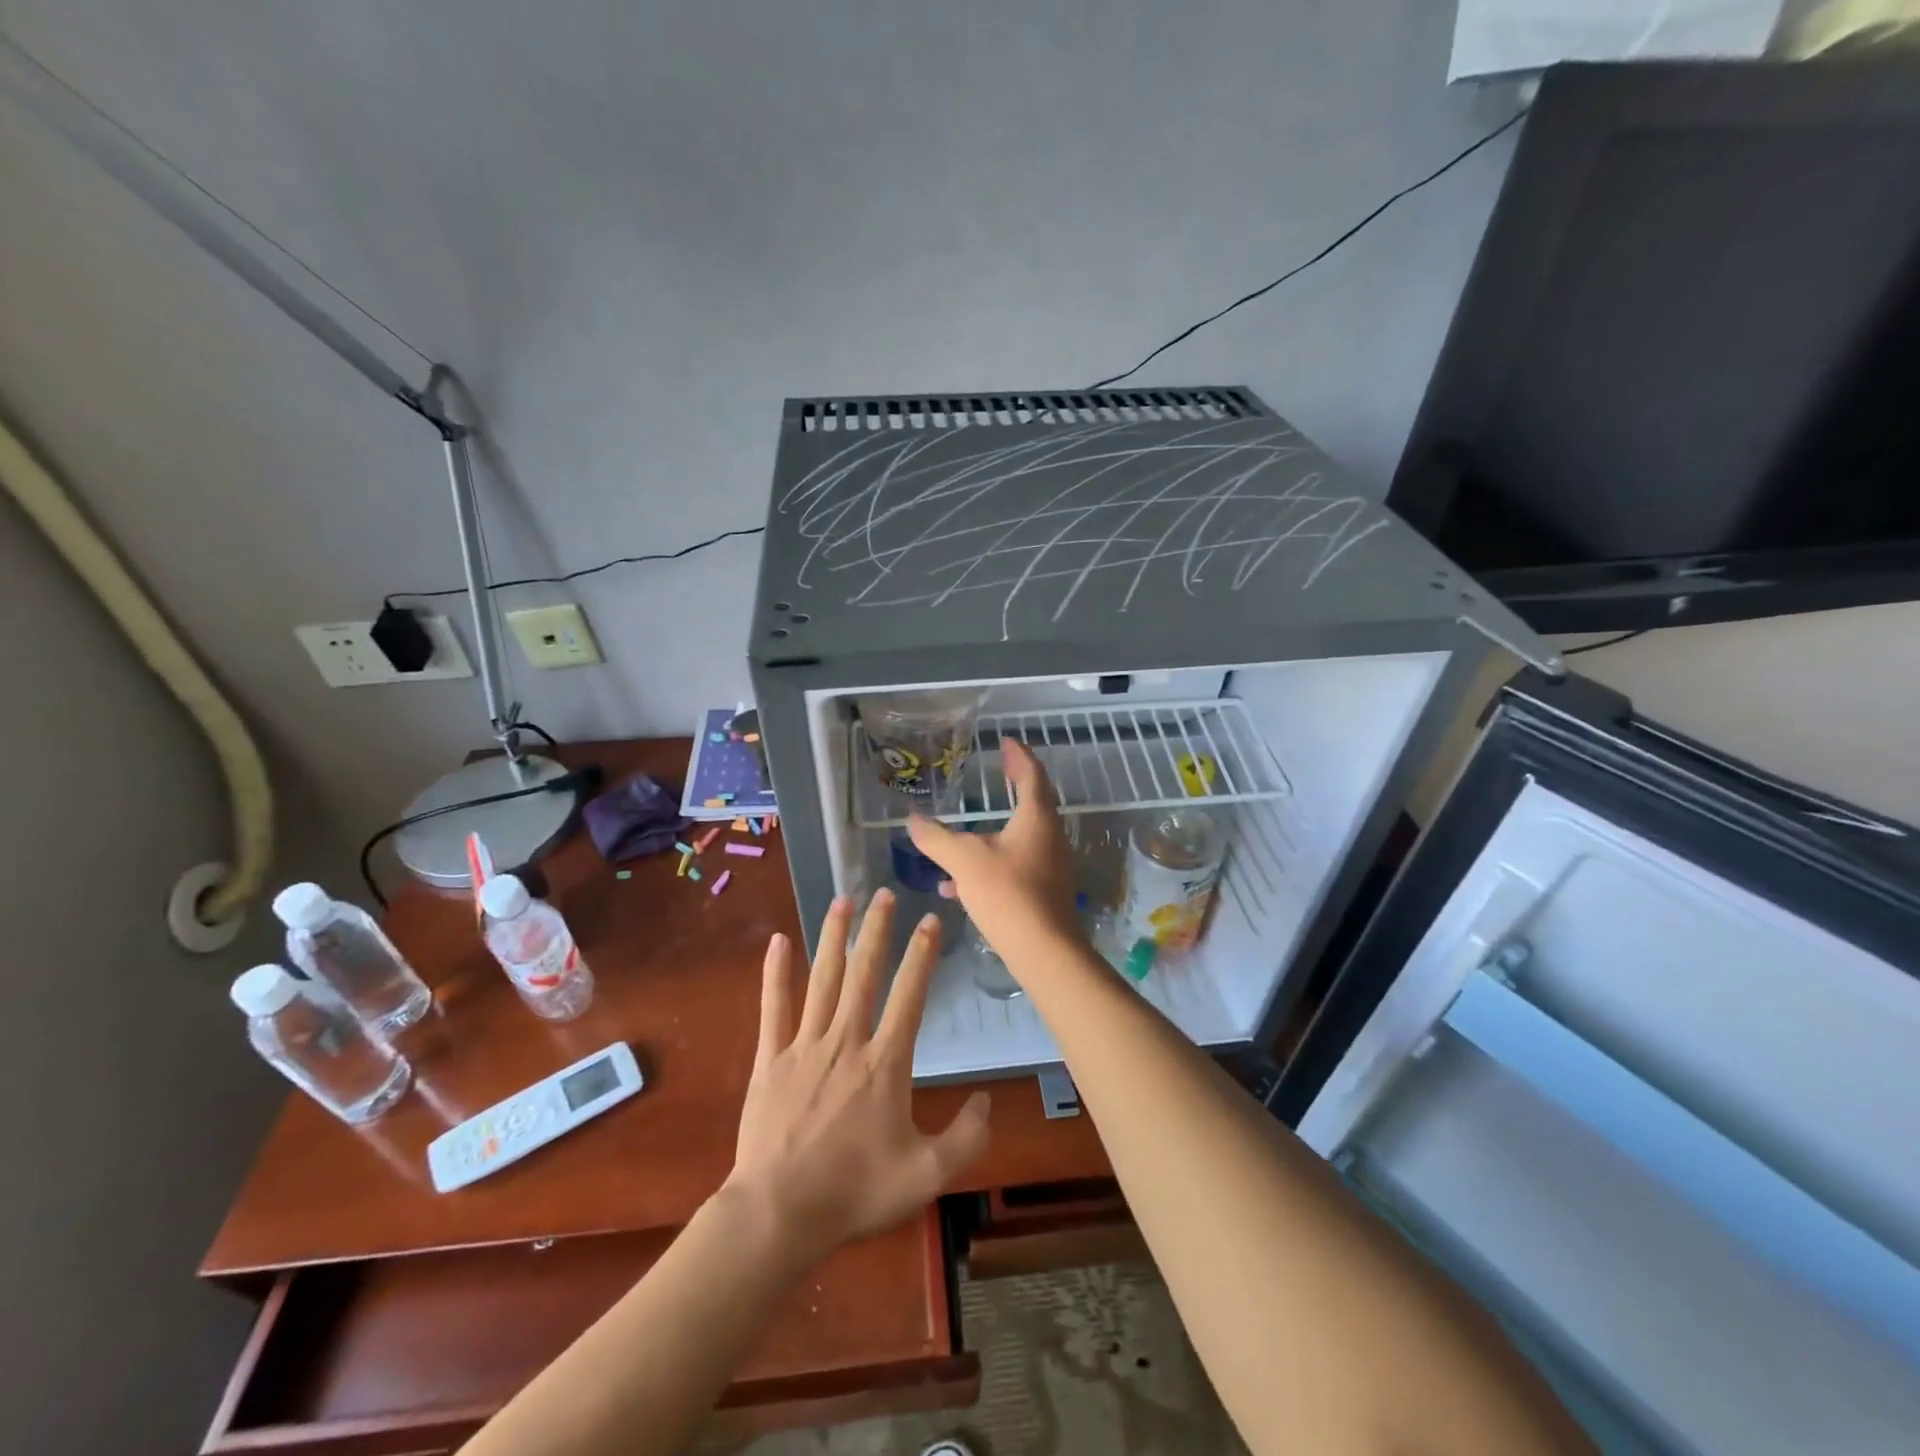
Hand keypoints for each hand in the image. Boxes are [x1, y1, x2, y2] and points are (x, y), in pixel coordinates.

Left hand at [725, 891, 990, 1264]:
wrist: (780, 1215)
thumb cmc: (856, 1193)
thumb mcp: (927, 1175)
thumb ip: (966, 1138)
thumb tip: (988, 1100)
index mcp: (885, 1063)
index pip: (909, 995)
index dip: (923, 955)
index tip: (931, 921)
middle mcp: (846, 1041)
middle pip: (864, 973)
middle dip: (877, 930)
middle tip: (884, 893)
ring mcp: (804, 1046)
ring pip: (823, 979)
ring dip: (834, 937)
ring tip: (842, 901)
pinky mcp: (770, 1059)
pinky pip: (773, 1006)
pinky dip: (775, 972)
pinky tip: (779, 940)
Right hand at [907, 740, 1082, 967]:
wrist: (1044, 951)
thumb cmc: (1008, 893)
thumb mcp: (964, 860)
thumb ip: (937, 838)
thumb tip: (913, 820)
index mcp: (1036, 817)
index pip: (1031, 774)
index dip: (1018, 756)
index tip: (1007, 742)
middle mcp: (1049, 836)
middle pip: (1031, 803)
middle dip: (1012, 787)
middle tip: (996, 773)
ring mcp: (1049, 865)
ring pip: (1019, 838)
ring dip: (993, 832)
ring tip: (961, 834)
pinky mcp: (1043, 891)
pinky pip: (1013, 866)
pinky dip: (988, 865)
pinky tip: (956, 886)